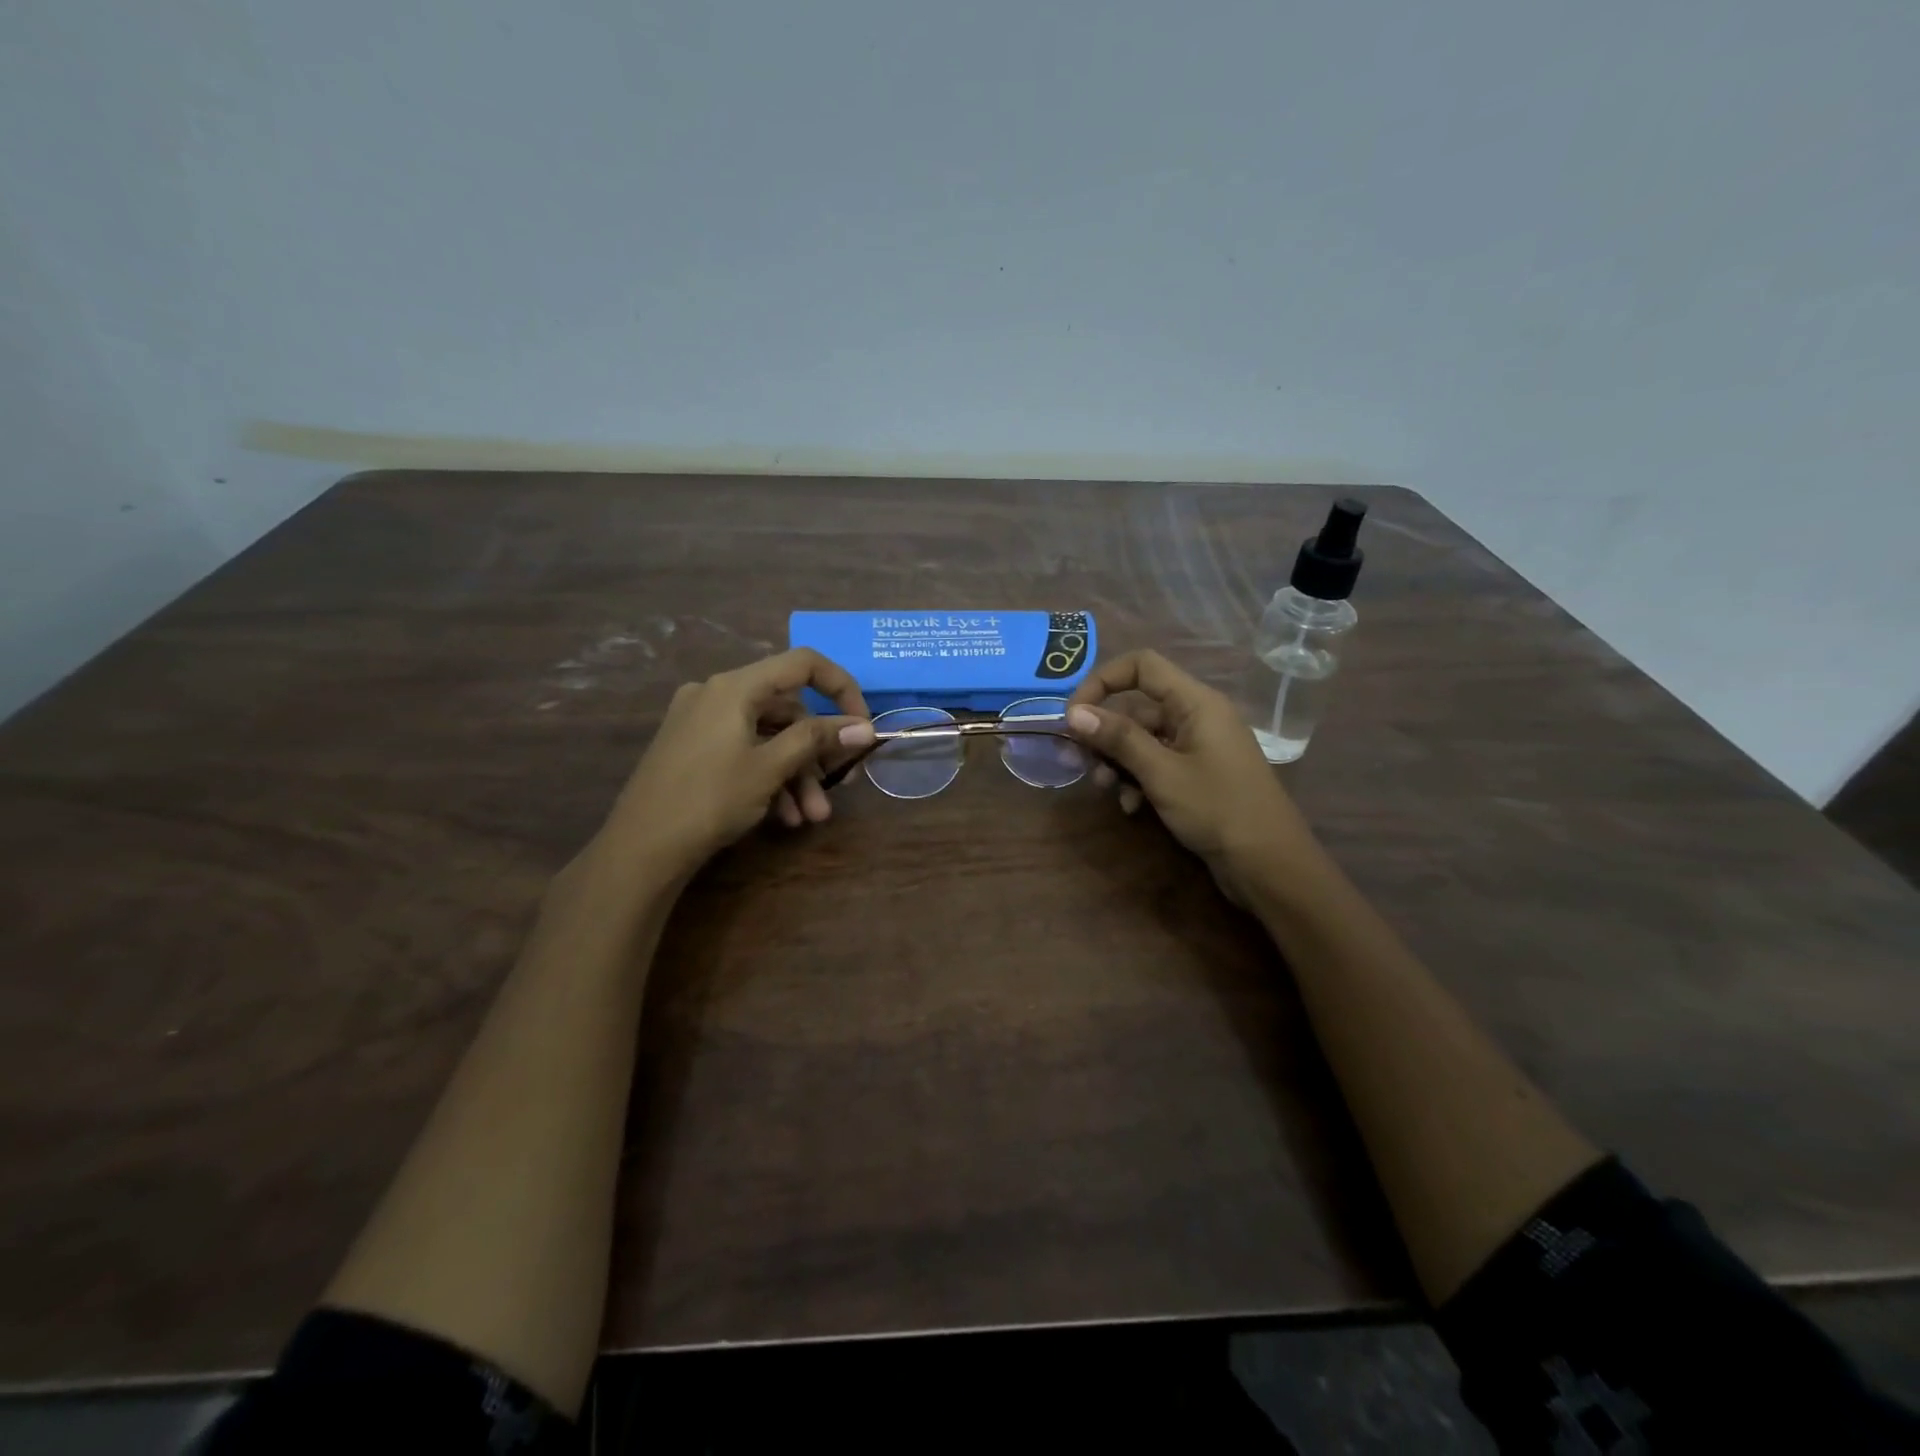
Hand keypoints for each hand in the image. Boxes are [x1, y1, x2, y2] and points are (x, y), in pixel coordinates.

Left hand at [599, 649, 873, 876]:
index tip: (861, 725)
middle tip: (839, 788)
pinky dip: (768, 777)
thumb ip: (817, 740)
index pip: (803, 664)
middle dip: (816, 752)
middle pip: (786, 709)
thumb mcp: (770, 767)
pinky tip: (783, 817)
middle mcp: (716, 693)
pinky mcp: (692, 748)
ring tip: (811, 817)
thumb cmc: (709, 799)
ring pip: (767, 737)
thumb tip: (864, 727)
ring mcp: (701, 721)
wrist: (639, 849)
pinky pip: (744, 751)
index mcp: (734, 686)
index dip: (841, 688)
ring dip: (796, 774)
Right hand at [1065, 650, 1323, 904]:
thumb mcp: (1161, 773)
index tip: (1074, 715)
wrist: (1269, 865)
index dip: (1102, 681)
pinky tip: (1131, 806)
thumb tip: (1073, 713)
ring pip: (1142, 740)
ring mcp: (1198, 747)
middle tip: (1077, 761)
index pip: (1142, 666)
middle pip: (1137, 707)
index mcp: (1195, 702)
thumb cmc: (1217, 809)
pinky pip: (1157, 763)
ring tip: (1106, 788)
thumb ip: (1118, 739)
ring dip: (1118, 761)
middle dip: (1104, 733)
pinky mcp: (1197, 774)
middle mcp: (1197, 716)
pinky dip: (1138, 780)